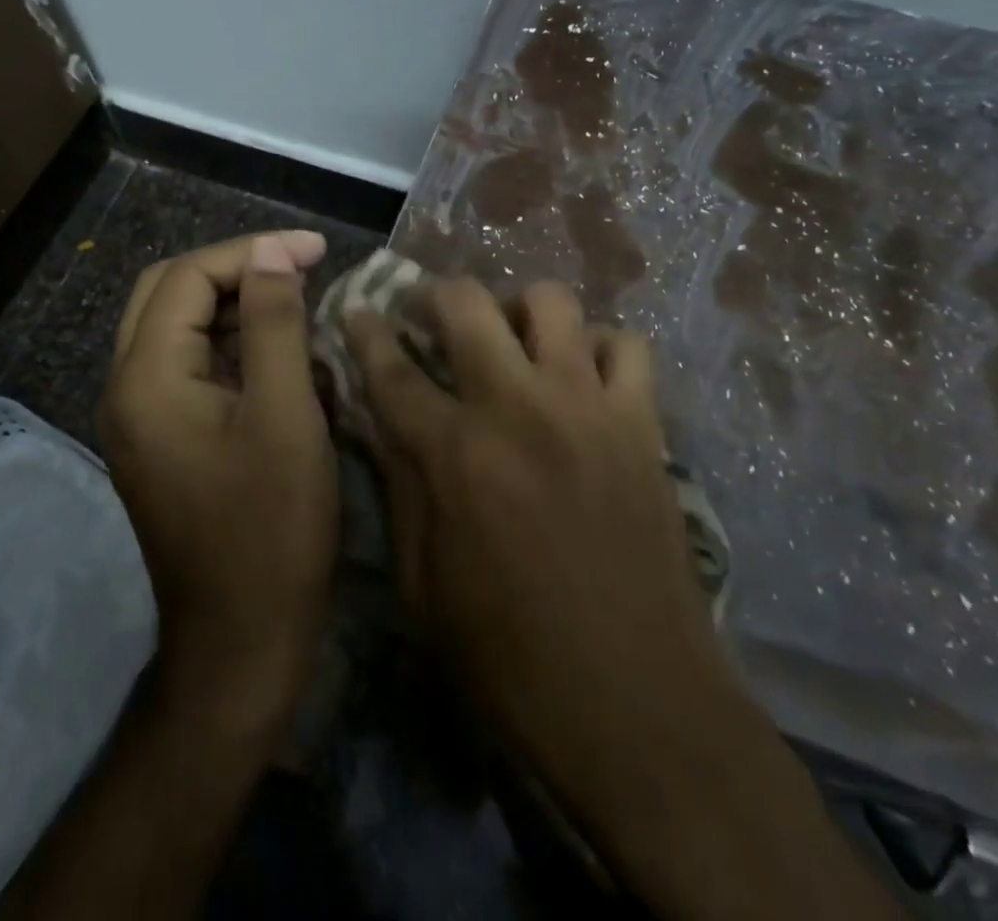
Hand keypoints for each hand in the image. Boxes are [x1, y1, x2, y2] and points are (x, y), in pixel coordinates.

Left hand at [101, 231, 336, 726]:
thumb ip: (275, 325)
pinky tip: (277, 346)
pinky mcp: (163, 441)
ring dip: (233, 301)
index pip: (187, 277)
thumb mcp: (285, 416)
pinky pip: (189, 365)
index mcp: (147, 379)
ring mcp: (141, 419)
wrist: (241, 641)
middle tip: (300, 265)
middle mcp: (128, 390)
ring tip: (295, 294)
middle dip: (235, 267)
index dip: (252, 251)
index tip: (316, 249)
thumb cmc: (271, 528)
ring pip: (177, 327)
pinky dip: (230, 340)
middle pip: (168, 293)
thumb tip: (272, 256)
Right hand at [349, 279, 901, 920]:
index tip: (356, 309)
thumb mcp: (422, 587)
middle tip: (430, 314)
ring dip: (520, 311)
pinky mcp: (641, 423)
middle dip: (436, 294)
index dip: (366, 332)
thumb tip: (382, 423)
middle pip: (468, 304)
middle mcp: (518, 408)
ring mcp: (586, 406)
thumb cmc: (510, 658)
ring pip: (552, 302)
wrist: (635, 703)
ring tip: (512, 340)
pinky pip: (626, 346)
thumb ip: (400, 489)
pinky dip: (598, 347)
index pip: (392, 369)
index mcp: (454, 454)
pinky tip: (583, 376)